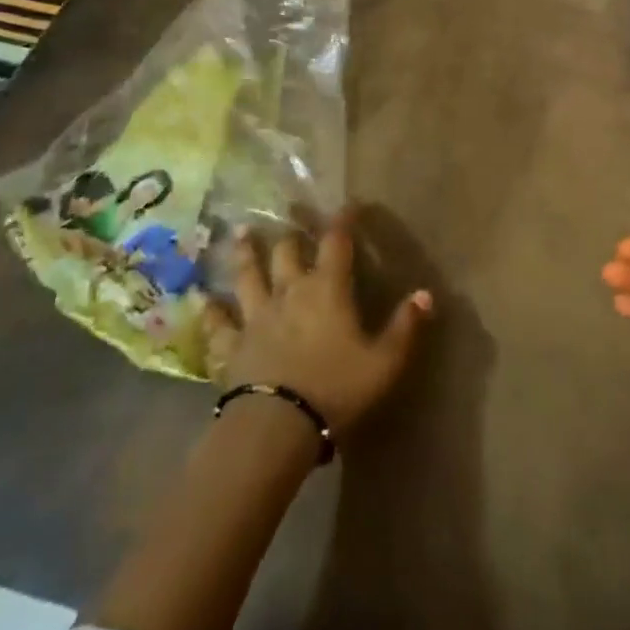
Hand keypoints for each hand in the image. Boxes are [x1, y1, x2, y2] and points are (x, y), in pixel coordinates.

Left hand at [215, 207, 431, 435]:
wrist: (277, 426)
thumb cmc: (336, 389)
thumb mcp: (384, 362)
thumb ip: (405, 326)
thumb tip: (425, 293)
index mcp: (327, 289)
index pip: (337, 242)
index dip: (344, 220)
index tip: (349, 204)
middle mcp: (289, 291)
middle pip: (287, 251)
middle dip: (292, 232)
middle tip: (289, 214)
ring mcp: (256, 316)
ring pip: (248, 275)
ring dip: (246, 253)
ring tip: (242, 233)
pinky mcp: (231, 345)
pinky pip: (219, 323)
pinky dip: (212, 310)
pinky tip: (204, 300)